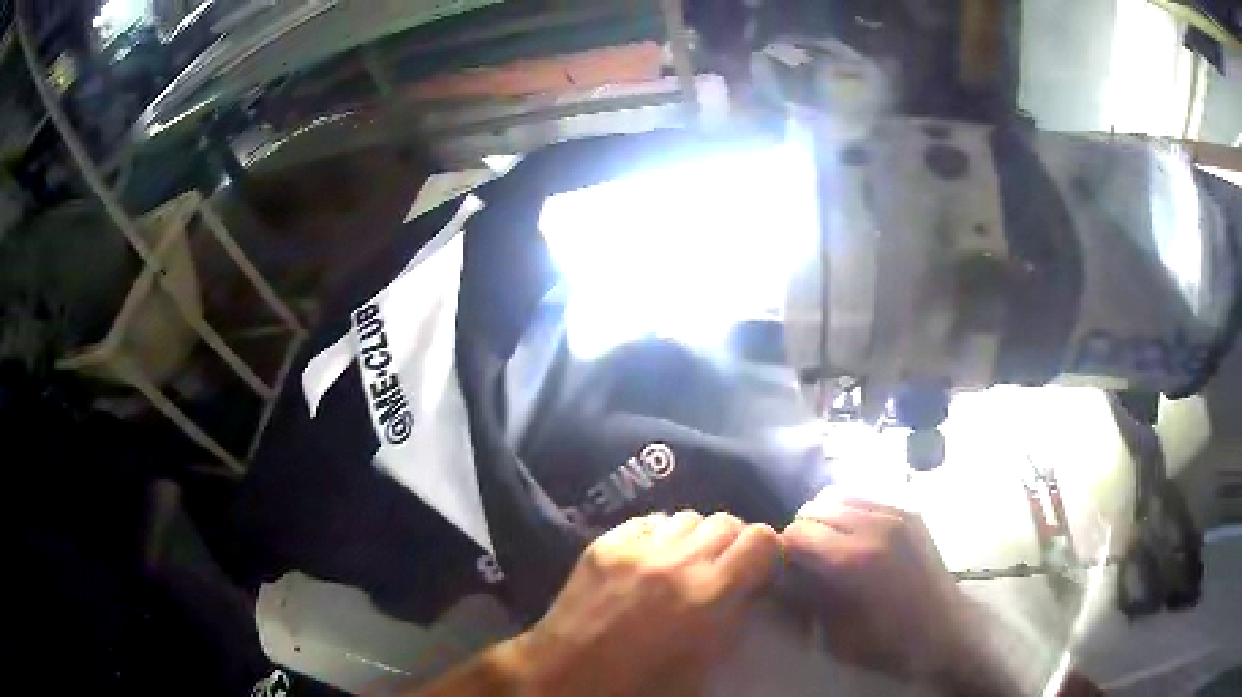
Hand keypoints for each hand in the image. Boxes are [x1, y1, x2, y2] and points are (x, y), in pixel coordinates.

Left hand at [510, 511, 781, 695]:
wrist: (567, 677)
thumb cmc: (643, 684)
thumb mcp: (707, 663)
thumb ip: (737, 617)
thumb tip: (751, 588)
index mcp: (707, 596)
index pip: (760, 539)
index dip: (768, 552)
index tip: (762, 570)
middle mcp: (675, 562)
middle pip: (726, 521)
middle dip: (734, 544)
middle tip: (725, 569)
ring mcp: (635, 549)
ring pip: (688, 517)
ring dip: (696, 538)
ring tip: (686, 563)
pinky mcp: (604, 544)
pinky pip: (649, 522)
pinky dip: (660, 536)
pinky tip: (652, 559)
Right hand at [781, 492, 985, 688]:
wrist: (944, 632)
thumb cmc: (886, 643)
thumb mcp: (834, 634)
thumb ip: (805, 597)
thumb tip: (782, 574)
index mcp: (854, 560)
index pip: (797, 532)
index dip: (784, 550)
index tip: (785, 570)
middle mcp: (874, 526)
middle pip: (815, 508)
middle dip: (802, 531)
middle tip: (805, 560)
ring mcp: (896, 514)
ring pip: (838, 495)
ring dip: (825, 518)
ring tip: (830, 546)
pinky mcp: (909, 512)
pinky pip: (865, 499)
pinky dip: (849, 513)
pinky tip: (855, 539)